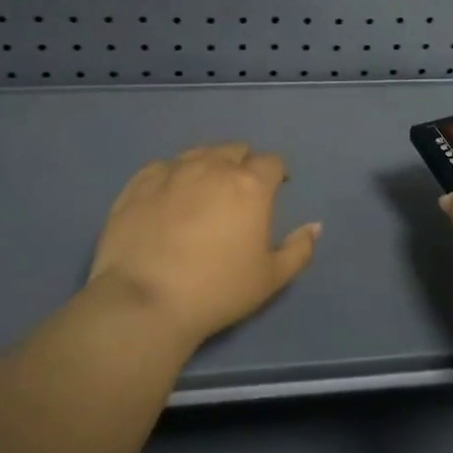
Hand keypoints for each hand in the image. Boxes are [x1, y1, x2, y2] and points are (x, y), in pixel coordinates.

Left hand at [87, 143, 320, 349]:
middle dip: (243, 165)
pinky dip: (172, 175)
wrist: (144, 302)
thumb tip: (314, 226)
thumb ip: (299, 249)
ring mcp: (172, 172)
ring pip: (198, 153)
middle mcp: (213, 167)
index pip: (271, 162)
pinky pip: (162, 167)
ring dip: (208, 165)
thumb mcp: (271, 278)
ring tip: (203, 191)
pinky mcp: (138, 184)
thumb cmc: (217, 291)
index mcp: (250, 185)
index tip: (275, 191)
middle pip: (235, 150)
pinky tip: (168, 196)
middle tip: (239, 193)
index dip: (276, 174)